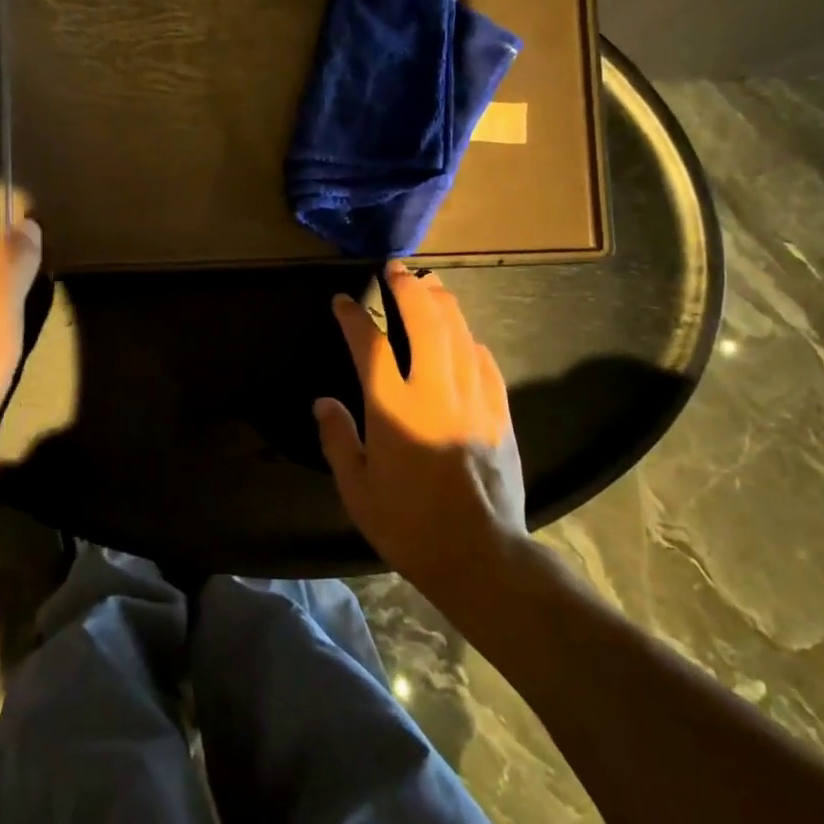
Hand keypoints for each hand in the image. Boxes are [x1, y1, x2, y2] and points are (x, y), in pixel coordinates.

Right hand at [315, 262, 528, 592]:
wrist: (480, 555)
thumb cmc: (409, 525)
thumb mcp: (357, 490)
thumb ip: (338, 439)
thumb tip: (324, 402)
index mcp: (393, 408)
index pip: (369, 344)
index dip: (353, 316)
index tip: (342, 299)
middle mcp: (434, 390)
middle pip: (424, 320)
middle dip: (407, 287)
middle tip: (394, 269)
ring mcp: (472, 398)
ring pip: (459, 331)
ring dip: (442, 301)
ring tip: (428, 284)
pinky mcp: (499, 412)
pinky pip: (485, 361)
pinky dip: (469, 339)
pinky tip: (464, 336)